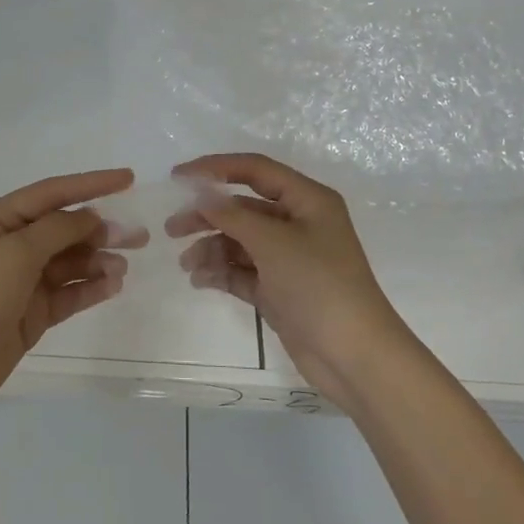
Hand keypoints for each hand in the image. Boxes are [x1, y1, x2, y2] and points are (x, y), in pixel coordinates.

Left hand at [0, 168, 144, 422]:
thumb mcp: (15, 253)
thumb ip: (58, 230)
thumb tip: (91, 217)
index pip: (51, 193)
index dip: (91, 183)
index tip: (129, 179)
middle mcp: (11, 246)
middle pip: (64, 228)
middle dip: (100, 229)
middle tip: (138, 236)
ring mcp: (22, 281)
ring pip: (70, 262)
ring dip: (98, 260)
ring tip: (123, 267)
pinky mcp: (32, 313)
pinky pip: (69, 292)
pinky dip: (91, 287)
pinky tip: (114, 285)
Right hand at [166, 153, 412, 407]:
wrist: (353, 355)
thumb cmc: (319, 286)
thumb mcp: (274, 243)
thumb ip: (233, 215)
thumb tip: (201, 195)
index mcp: (307, 201)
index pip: (255, 170)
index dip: (215, 168)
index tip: (177, 177)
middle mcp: (298, 223)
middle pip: (243, 208)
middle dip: (207, 216)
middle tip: (171, 230)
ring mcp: (288, 258)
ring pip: (239, 242)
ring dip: (211, 249)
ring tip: (188, 265)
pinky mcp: (279, 289)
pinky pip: (242, 271)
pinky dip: (221, 272)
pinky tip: (201, 280)